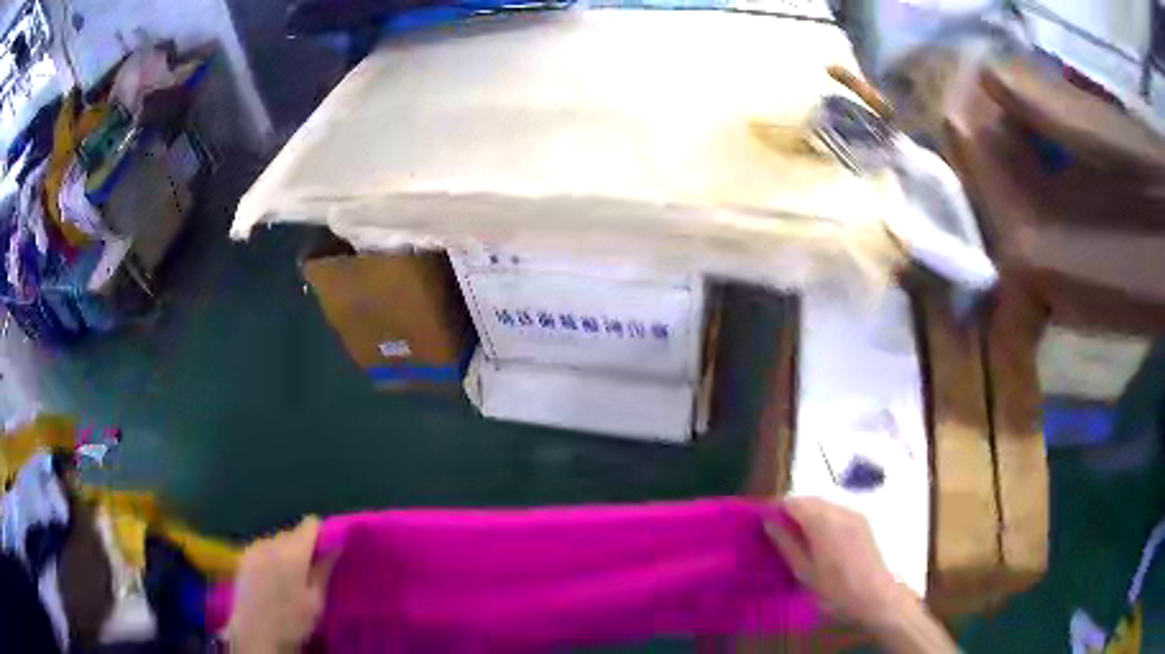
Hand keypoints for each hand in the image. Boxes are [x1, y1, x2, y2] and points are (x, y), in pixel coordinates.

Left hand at [225, 517, 333, 652]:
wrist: (255, 633)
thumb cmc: (291, 620)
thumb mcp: (315, 601)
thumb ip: (324, 571)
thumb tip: (336, 546)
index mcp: (293, 553)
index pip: (310, 525)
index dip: (320, 535)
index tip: (326, 552)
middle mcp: (272, 543)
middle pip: (292, 533)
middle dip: (303, 547)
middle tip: (309, 572)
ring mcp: (254, 548)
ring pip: (277, 540)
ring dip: (286, 552)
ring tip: (289, 578)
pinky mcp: (243, 556)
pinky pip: (263, 548)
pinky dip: (271, 556)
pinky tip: (272, 578)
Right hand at [766, 497, 915, 628]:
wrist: (875, 596)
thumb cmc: (835, 590)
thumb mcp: (804, 572)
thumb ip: (787, 544)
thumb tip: (769, 523)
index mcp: (823, 523)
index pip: (794, 502)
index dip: (776, 508)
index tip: (763, 521)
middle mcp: (839, 511)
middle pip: (809, 499)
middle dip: (792, 509)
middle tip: (775, 530)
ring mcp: (854, 514)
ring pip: (823, 504)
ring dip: (807, 512)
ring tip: (794, 535)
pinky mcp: (862, 521)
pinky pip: (836, 510)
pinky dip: (822, 517)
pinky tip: (817, 537)